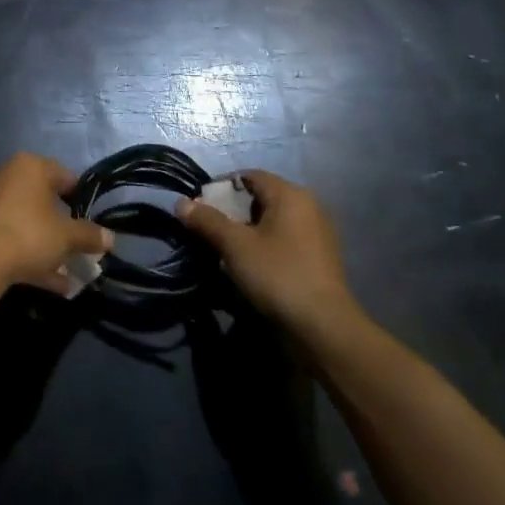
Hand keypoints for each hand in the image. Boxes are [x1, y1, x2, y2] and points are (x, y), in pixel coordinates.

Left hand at [0, 152, 112, 294]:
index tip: (91, 224)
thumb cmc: (28, 235)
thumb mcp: (67, 237)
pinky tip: (50, 282)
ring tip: (67, 273)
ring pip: (26, 222)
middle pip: (43, 200)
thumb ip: (90, 235)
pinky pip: (10, 237)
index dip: (81, 200)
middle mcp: (5, 175)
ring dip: (47, 245)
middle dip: (62, 227)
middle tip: (78, 249)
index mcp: (29, 166)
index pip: (64, 176)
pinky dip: (28, 255)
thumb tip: (111, 238)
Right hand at [176, 170, 366, 340]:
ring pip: (272, 221)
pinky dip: (265, 245)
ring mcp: (317, 234)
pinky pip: (285, 240)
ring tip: (226, 250)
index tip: (200, 207)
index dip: (221, 187)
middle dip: (232, 211)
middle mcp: (308, 206)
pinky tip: (251, 266)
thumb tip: (181, 203)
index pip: (249, 176)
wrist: (323, 328)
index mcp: (290, 194)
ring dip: (247, 230)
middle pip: (261, 198)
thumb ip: (207, 220)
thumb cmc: (277, 275)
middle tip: (210, 230)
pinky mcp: (319, 259)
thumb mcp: (235, 245)